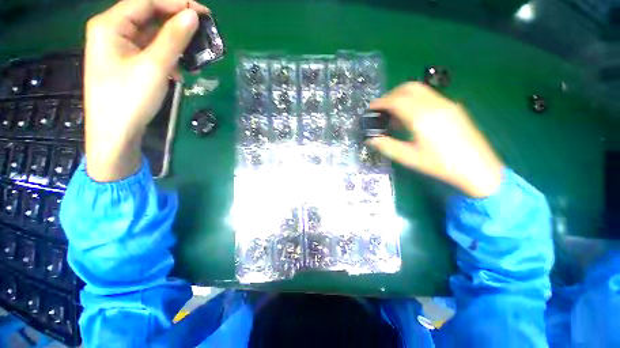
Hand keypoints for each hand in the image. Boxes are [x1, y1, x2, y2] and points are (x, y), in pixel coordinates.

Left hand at [84, 0, 209, 181]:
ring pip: (151, 35)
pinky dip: (167, 57)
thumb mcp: (154, 66)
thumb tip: (193, 15)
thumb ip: (173, 38)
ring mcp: (119, 48)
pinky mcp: (127, 63)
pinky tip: (179, 70)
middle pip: (148, 16)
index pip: (146, 1)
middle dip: (177, 23)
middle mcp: (112, 31)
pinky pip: (150, 51)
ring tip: (195, 53)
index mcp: (110, 25)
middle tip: (204, 31)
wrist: (115, 134)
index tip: (204, 14)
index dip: (176, 3)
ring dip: (174, 43)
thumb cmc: (129, 99)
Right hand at [368, 82, 502, 197]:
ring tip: (394, 113)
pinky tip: (411, 116)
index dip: (381, 102)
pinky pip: (428, 96)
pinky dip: (414, 100)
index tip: (371, 108)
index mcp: (421, 117)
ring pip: (419, 89)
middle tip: (381, 108)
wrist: (477, 168)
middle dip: (391, 95)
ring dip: (402, 96)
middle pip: (408, 88)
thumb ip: (387, 146)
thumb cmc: (440, 164)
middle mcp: (434, 105)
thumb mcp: (409, 158)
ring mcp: (446, 103)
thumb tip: (370, 139)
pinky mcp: (453, 107)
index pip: (396, 100)